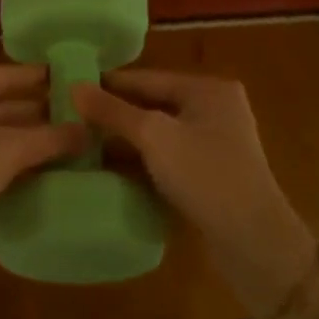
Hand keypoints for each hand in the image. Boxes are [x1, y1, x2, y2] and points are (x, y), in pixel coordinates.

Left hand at [0, 64, 84, 295]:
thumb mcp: (7, 151)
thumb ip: (50, 138)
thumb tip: (90, 129)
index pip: (2, 74)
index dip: (39, 80)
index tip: (70, 81)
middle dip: (29, 113)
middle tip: (71, 117)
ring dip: (12, 137)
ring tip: (55, 143)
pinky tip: (20, 166)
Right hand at [74, 70, 318, 317]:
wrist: (253, 241)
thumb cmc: (205, 176)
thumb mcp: (154, 137)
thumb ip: (112, 111)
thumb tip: (73, 87)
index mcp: (207, 89)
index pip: (145, 78)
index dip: (105, 84)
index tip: (65, 89)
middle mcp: (213, 109)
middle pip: (150, 104)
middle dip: (111, 114)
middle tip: (66, 120)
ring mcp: (212, 143)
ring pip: (156, 133)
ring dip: (122, 140)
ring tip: (77, 144)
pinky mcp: (207, 173)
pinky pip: (164, 157)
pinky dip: (138, 161)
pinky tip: (106, 169)